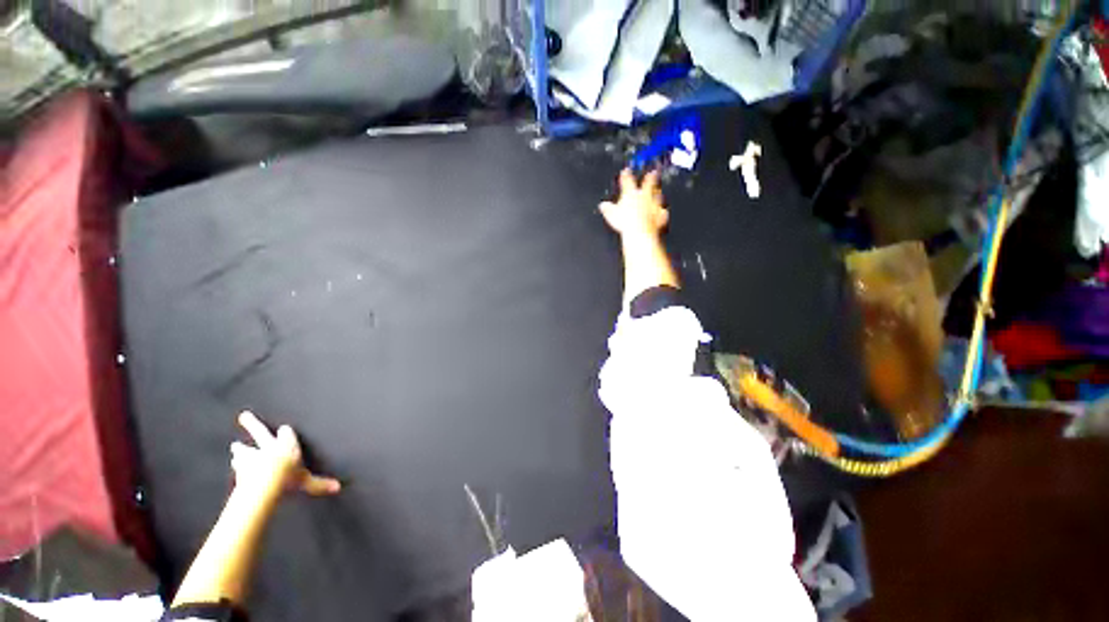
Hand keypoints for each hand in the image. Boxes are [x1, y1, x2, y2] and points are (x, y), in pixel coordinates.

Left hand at [231, 411, 341, 497]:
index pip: (286, 434)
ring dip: (241, 449)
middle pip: (259, 432)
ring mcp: (251, 455)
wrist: (264, 481)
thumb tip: (337, 487)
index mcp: (286, 445)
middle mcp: (268, 446)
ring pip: (245, 449)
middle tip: (243, 415)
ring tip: (235, 446)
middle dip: (252, 424)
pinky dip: (237, 465)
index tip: (283, 430)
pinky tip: (234, 465)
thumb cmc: (288, 477)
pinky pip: (237, 464)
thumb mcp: (306, 482)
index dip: (285, 433)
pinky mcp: (240, 467)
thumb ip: (319, 484)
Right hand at [599, 169, 668, 239]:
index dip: (626, 175)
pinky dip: (661, 212)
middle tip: (652, 172)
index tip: (626, 171)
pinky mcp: (660, 215)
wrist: (640, 231)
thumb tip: (603, 205)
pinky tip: (662, 212)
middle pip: (648, 183)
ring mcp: (654, 204)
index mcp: (630, 193)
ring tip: (658, 190)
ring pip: (657, 195)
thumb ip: (607, 208)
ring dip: (657, 193)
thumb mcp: (611, 214)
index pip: (627, 180)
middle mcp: (644, 196)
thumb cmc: (626, 222)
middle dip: (650, 177)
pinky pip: (662, 212)